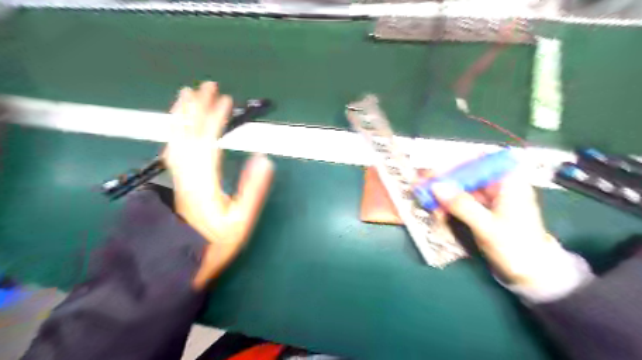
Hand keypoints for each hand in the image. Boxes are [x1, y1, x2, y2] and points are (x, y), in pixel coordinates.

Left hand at [164, 83, 270, 290]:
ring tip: (185, 95)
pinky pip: (171, 149)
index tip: (225, 98)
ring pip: (175, 139)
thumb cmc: (217, 242)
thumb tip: (264, 158)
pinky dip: (174, 130)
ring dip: (181, 114)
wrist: (185, 260)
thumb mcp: (241, 220)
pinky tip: (178, 124)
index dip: (215, 117)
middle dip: (197, 107)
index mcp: (204, 182)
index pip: (207, 141)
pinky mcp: (177, 181)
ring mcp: (178, 177)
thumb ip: (253, 189)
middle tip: (205, 85)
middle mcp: (186, 174)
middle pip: (187, 134)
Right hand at [431, 173, 565, 287]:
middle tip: (422, 182)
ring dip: (443, 193)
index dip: (458, 162)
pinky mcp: (483, 212)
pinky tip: (436, 210)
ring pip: (462, 189)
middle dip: (445, 179)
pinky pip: (461, 203)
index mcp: (509, 183)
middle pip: (468, 174)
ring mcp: (490, 200)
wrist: (531, 275)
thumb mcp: (488, 226)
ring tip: (424, 197)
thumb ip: (462, 205)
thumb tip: (436, 186)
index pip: (482, 161)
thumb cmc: (516, 248)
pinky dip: (448, 205)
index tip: (437, 169)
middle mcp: (499, 187)